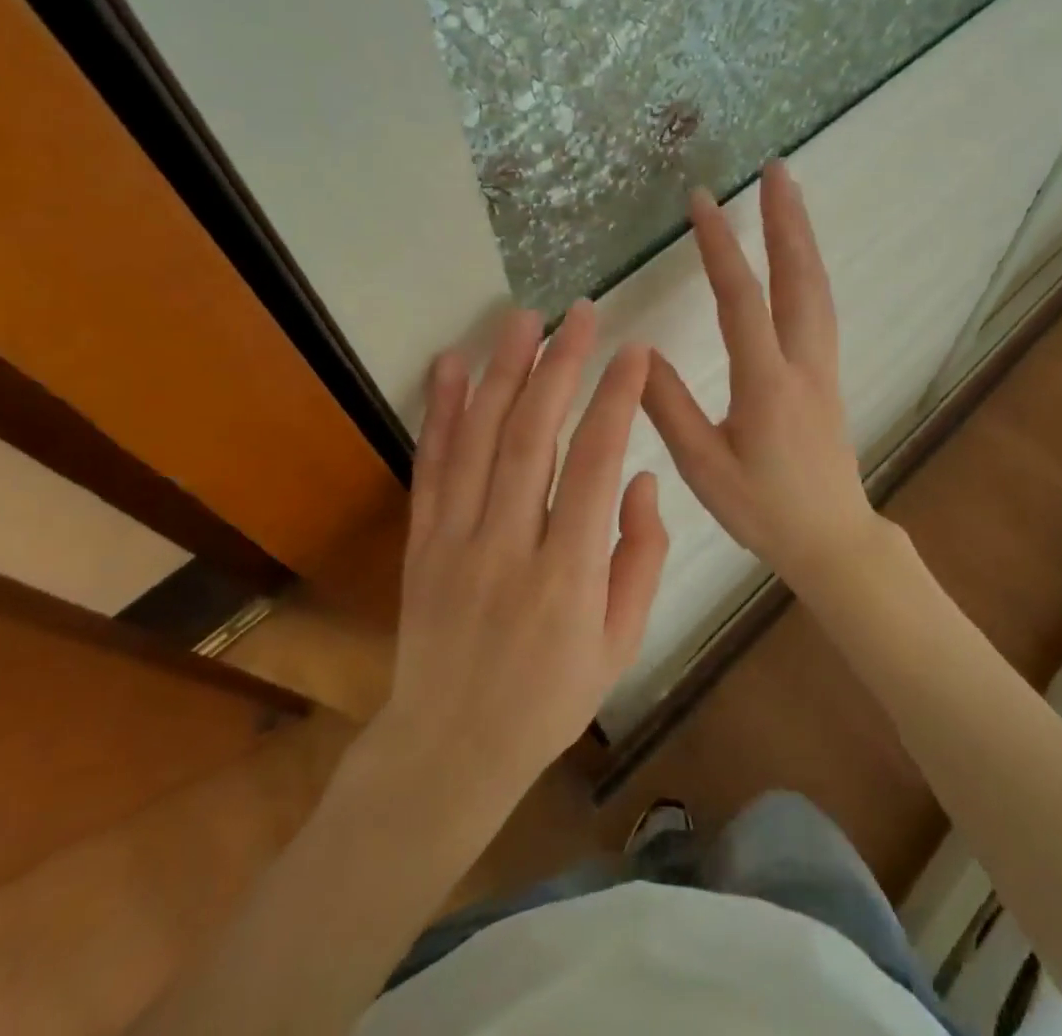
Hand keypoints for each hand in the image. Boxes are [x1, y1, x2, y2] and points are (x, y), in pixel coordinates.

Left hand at [382, 302, 669, 797]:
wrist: (450, 749)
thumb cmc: (550, 698)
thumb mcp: (620, 643)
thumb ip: (641, 557)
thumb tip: (640, 479)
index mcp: (568, 575)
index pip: (596, 464)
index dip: (616, 400)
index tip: (634, 352)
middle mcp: (508, 546)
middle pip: (532, 436)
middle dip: (560, 366)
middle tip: (579, 313)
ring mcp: (455, 540)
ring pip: (478, 439)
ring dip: (501, 372)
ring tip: (522, 319)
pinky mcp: (420, 541)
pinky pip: (431, 466)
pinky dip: (440, 411)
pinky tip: (450, 365)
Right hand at [644, 161, 892, 595]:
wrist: (832, 538)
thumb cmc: (764, 510)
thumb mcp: (704, 467)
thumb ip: (669, 408)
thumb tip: (637, 353)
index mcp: (767, 384)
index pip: (742, 300)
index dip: (721, 247)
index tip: (702, 201)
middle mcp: (802, 363)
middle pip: (799, 277)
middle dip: (786, 219)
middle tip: (776, 168)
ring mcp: (822, 366)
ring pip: (817, 288)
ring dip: (802, 237)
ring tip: (789, 195)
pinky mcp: (827, 375)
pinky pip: (820, 307)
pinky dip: (808, 268)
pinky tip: (798, 258)